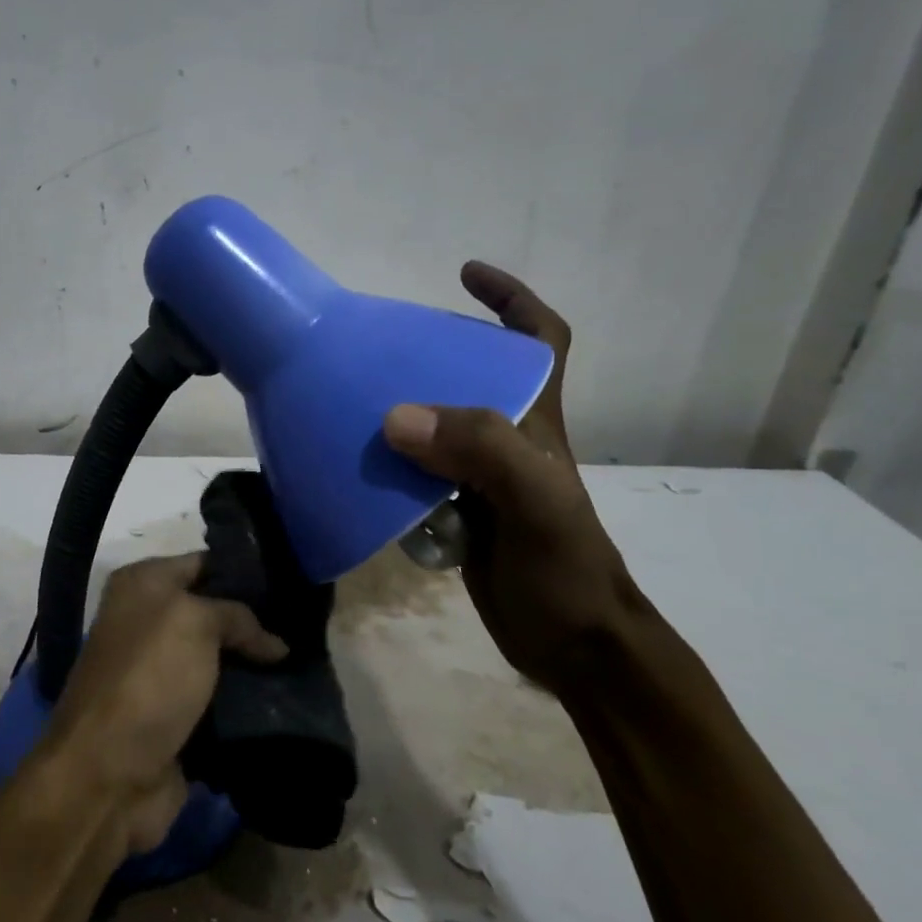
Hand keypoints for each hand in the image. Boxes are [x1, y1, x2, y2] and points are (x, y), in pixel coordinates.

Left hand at [44, 554, 286, 853]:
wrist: (109, 774)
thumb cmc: (148, 678)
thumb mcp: (195, 623)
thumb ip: (238, 616)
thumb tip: (274, 643)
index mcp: (142, 584)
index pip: (204, 563)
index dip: (245, 570)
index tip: (293, 580)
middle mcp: (147, 621)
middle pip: (214, 612)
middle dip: (256, 621)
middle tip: (306, 625)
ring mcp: (160, 672)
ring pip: (220, 658)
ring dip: (255, 665)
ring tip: (307, 661)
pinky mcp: (175, 717)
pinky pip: (220, 700)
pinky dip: (247, 703)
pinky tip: (288, 698)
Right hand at [382, 263, 646, 695]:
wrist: (573, 647)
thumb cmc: (565, 569)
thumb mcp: (535, 503)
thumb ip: (480, 451)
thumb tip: (396, 416)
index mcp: (535, 421)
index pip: (539, 339)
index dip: (510, 298)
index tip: (464, 274)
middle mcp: (507, 439)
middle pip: (471, 375)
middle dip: (429, 352)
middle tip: (375, 347)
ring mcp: (480, 477)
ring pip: (436, 425)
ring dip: (399, 409)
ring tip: (348, 397)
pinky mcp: (456, 511)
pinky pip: (414, 472)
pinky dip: (386, 462)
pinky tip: (354, 463)